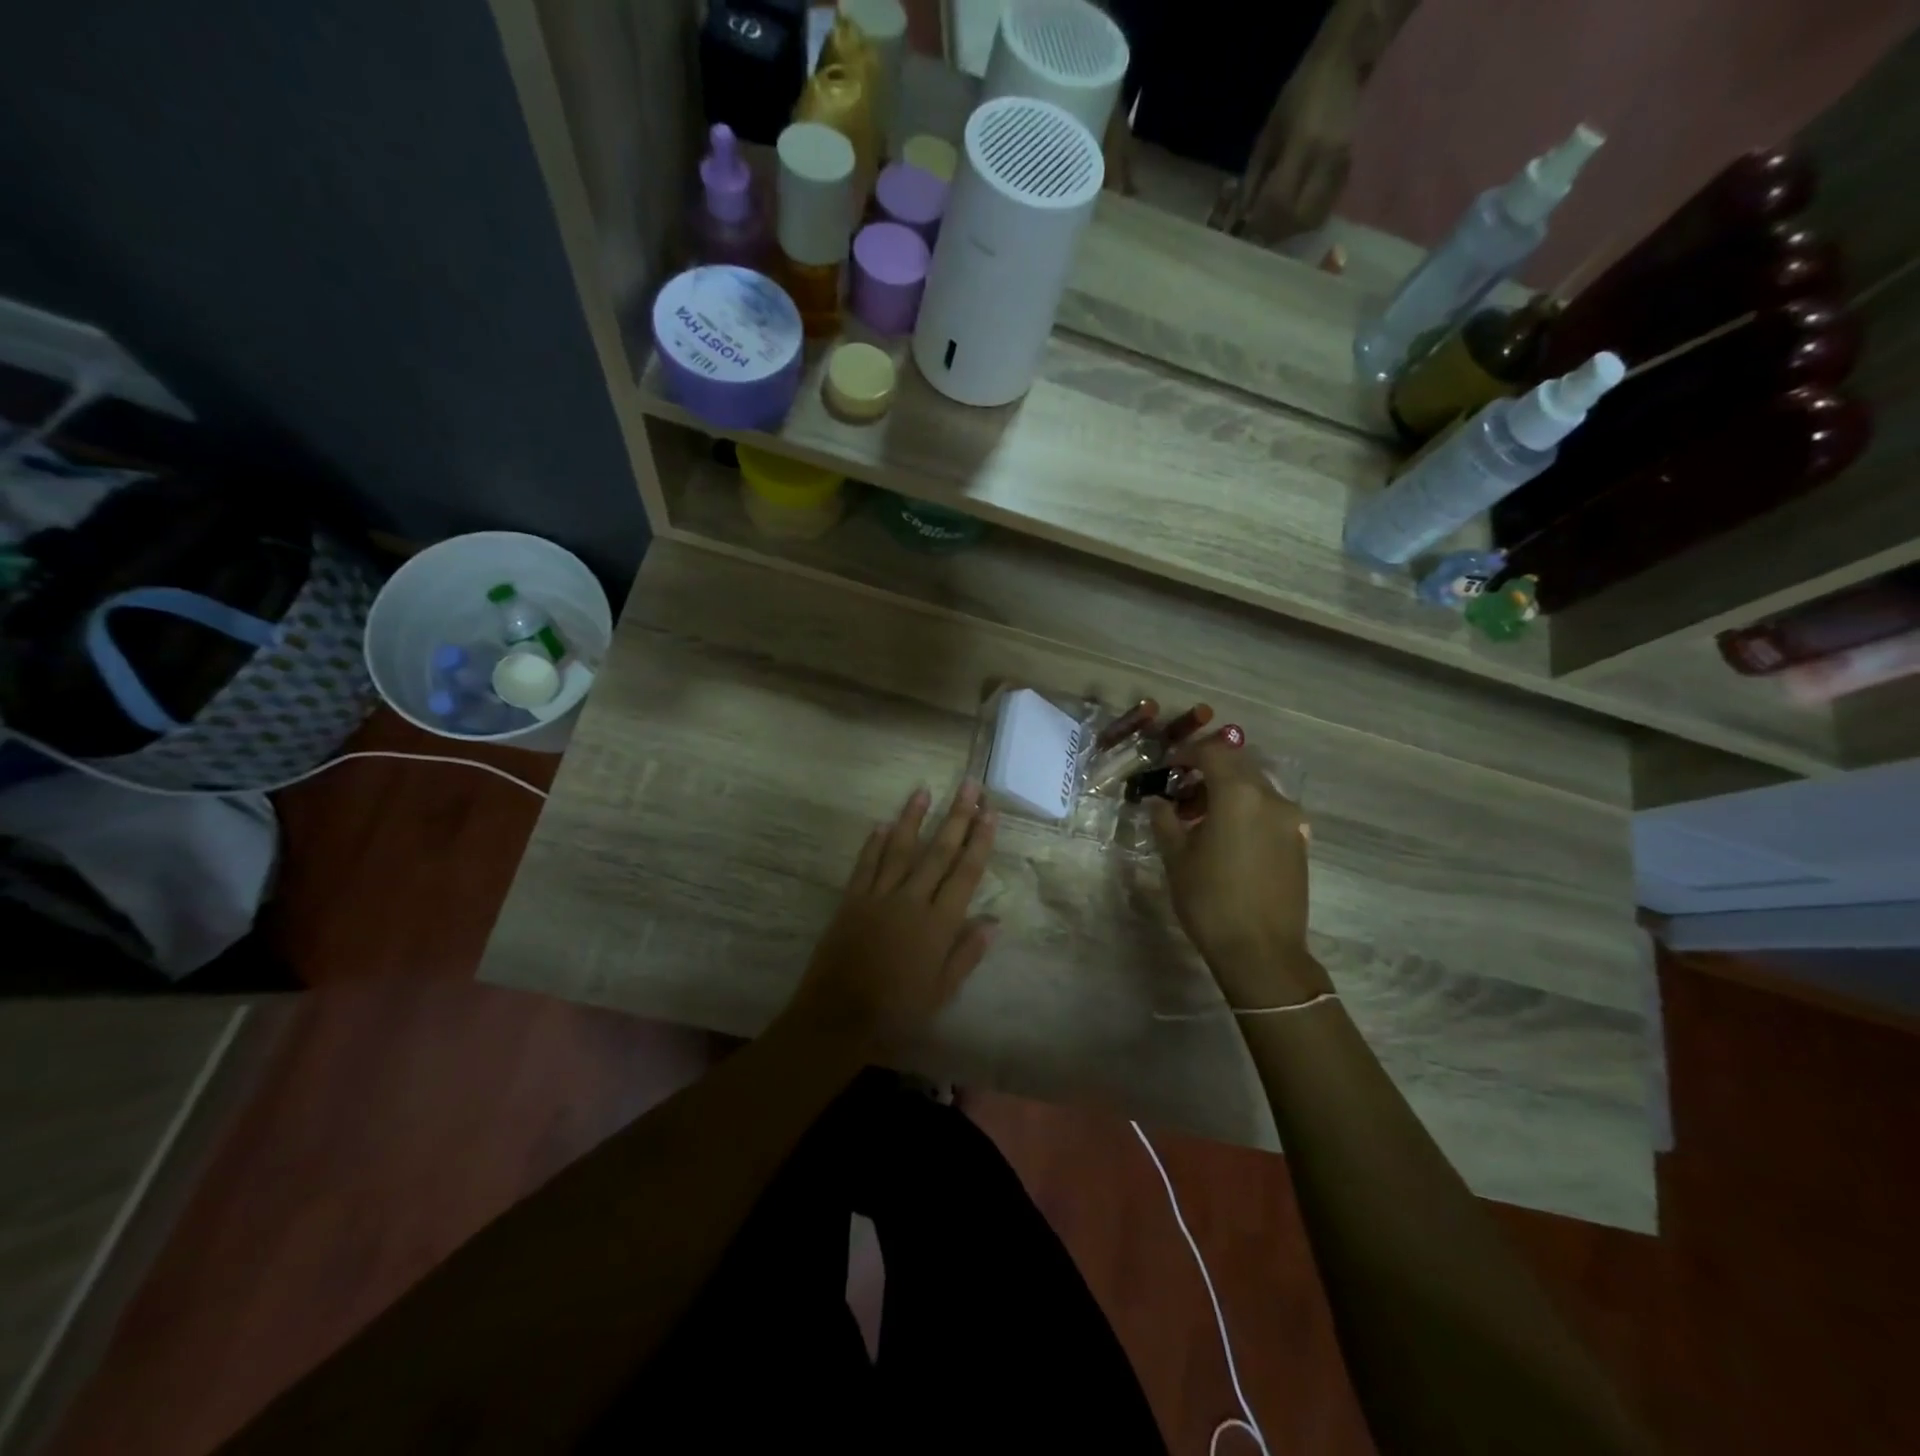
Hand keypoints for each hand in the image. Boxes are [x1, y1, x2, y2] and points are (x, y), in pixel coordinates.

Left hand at [789, 782, 998, 1049]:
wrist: (837, 1017)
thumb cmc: (897, 1011)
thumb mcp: (941, 991)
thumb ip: (967, 954)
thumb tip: (993, 922)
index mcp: (939, 924)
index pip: (965, 873)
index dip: (979, 840)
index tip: (990, 812)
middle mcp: (912, 900)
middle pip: (938, 852)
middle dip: (956, 817)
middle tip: (969, 785)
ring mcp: (878, 897)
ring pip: (900, 849)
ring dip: (913, 818)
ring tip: (924, 791)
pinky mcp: (851, 900)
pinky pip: (866, 865)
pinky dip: (875, 843)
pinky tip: (883, 824)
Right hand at [1149, 734, 1329, 1008]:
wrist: (1262, 952)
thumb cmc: (1210, 900)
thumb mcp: (1176, 857)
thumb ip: (1165, 820)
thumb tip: (1157, 801)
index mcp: (1238, 794)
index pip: (1212, 752)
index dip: (1187, 753)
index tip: (1167, 767)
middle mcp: (1271, 798)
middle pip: (1238, 765)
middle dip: (1207, 769)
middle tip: (1180, 790)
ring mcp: (1291, 820)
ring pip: (1255, 787)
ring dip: (1227, 790)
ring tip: (1199, 817)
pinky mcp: (1299, 842)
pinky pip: (1268, 810)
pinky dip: (1245, 809)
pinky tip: (1226, 836)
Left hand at [1230, 48, 1358, 245]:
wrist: (1342, 66)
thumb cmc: (1297, 97)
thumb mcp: (1267, 136)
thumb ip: (1254, 180)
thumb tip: (1241, 220)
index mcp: (1304, 145)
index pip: (1278, 201)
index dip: (1258, 224)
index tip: (1242, 232)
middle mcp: (1326, 160)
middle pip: (1297, 218)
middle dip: (1273, 233)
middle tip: (1256, 234)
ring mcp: (1342, 167)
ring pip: (1311, 221)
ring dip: (1288, 231)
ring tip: (1271, 226)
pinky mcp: (1348, 172)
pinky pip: (1322, 212)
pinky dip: (1302, 221)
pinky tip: (1290, 214)